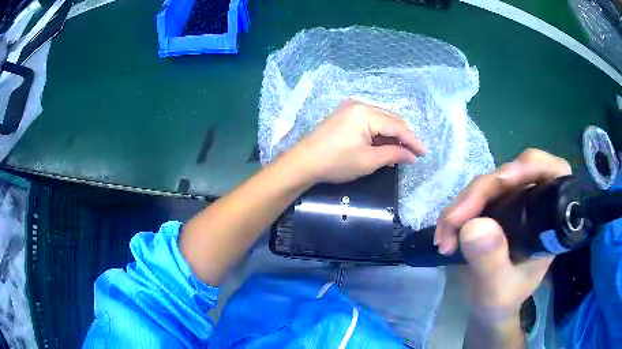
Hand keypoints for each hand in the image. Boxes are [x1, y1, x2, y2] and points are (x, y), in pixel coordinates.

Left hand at [290, 100, 425, 182]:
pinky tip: (383, 145)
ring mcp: (350, 108)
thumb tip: (412, 156)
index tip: (424, 154)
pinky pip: (369, 121)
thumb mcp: (368, 161)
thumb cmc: (335, 162)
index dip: (413, 141)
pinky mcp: (345, 115)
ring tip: (399, 153)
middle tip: (412, 154)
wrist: (303, 162)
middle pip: (390, 119)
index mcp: (365, 113)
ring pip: (381, 120)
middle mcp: (359, 105)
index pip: (397, 126)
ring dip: (391, 136)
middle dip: (403, 137)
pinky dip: (379, 134)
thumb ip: (393, 154)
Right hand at [434, 149, 570, 342]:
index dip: (527, 168)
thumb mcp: (497, 290)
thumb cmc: (502, 303)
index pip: (550, 172)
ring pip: (489, 184)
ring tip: (444, 237)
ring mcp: (515, 202)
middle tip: (452, 223)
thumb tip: (474, 225)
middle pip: (511, 174)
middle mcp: (535, 203)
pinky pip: (476, 197)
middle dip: (479, 194)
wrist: (490, 309)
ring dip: (463, 205)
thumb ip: (491, 262)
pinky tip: (446, 232)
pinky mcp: (498, 207)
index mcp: (550, 219)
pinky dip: (458, 211)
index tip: (500, 183)